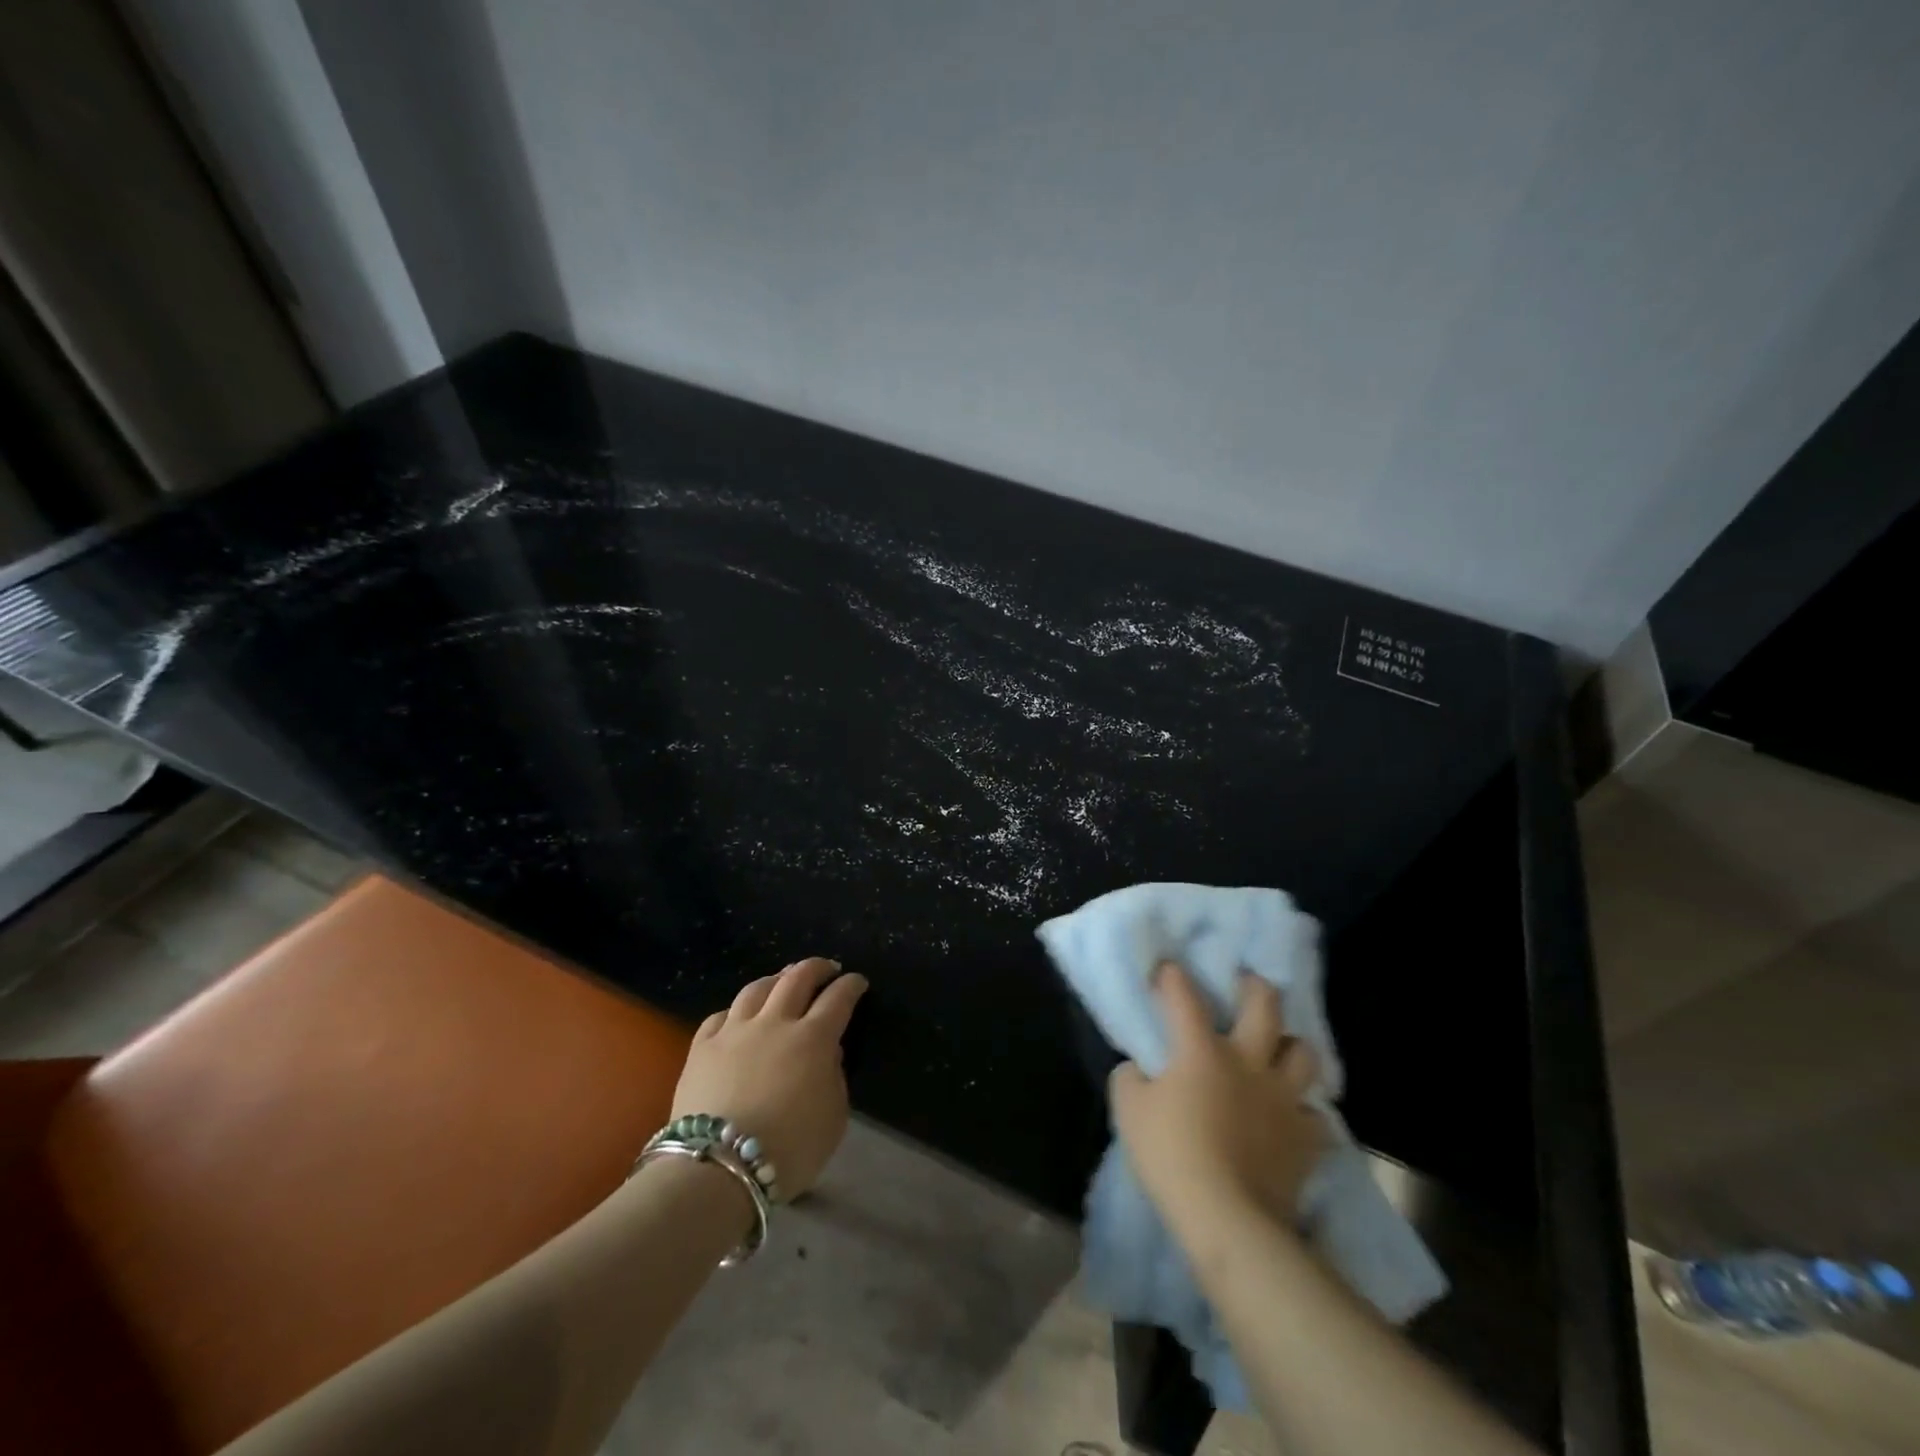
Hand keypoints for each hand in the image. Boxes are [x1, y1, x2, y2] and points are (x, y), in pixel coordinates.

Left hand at [672, 957, 867, 1200]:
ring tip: (782, 980)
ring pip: (757, 989)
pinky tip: (738, 1016)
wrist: (718, 1168)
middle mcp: (775, 1022)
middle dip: (817, 967)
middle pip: (797, 978)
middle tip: (827, 968)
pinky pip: (720, 1016)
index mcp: (813, 1038)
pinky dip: (736, 1011)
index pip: (838, 998)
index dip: (851, 985)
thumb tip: (829, 1054)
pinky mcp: (702, 1047)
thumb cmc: (788, 1148)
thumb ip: (835, 1079)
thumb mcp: (833, 1119)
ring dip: (775, 979)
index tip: (858, 981)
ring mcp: (735, 1031)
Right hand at [1109, 962, 1328, 1234]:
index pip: (1184, 997)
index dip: (1173, 978)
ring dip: (1291, 1048)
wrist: (1227, 1219)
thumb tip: (1139, 1068)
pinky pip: (1317, 1118)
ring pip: (1304, 1054)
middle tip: (1246, 987)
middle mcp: (1248, 1062)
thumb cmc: (1170, 1156)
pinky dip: (1305, 1115)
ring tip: (1278, 1053)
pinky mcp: (1306, 1139)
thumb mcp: (1128, 1111)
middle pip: (1265, 1006)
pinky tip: (1293, 1119)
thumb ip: (1130, 1078)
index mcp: (1202, 1050)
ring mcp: (1283, 1099)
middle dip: (1256, 988)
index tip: (1167, 969)